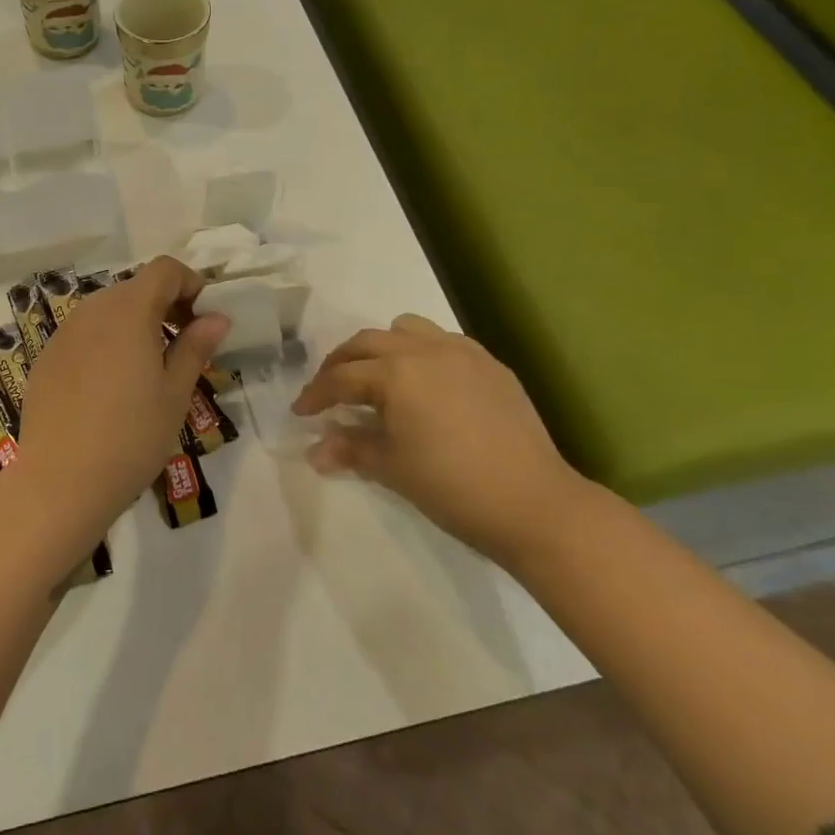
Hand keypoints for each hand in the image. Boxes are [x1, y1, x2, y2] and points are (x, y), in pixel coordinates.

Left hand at [8, 257, 228, 551]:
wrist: (60, 482)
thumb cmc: (131, 436)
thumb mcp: (174, 393)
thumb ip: (195, 346)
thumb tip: (216, 317)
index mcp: (128, 310)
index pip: (165, 269)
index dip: (190, 284)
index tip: (204, 319)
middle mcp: (92, 310)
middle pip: (135, 288)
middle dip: (165, 306)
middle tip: (184, 346)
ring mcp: (64, 333)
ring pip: (108, 311)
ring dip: (135, 325)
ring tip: (148, 370)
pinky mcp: (46, 358)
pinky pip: (84, 335)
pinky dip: (106, 344)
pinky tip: (110, 389)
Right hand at [291, 314, 586, 566]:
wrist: (534, 504)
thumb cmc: (452, 487)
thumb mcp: (392, 468)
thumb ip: (350, 449)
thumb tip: (315, 450)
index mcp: (396, 373)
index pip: (342, 377)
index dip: (316, 394)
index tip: (300, 412)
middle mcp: (425, 350)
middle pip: (367, 343)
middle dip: (341, 363)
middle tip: (328, 390)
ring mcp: (462, 352)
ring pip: (406, 330)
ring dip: (381, 348)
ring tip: (376, 377)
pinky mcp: (490, 364)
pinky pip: (443, 342)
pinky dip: (421, 353)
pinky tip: (424, 385)